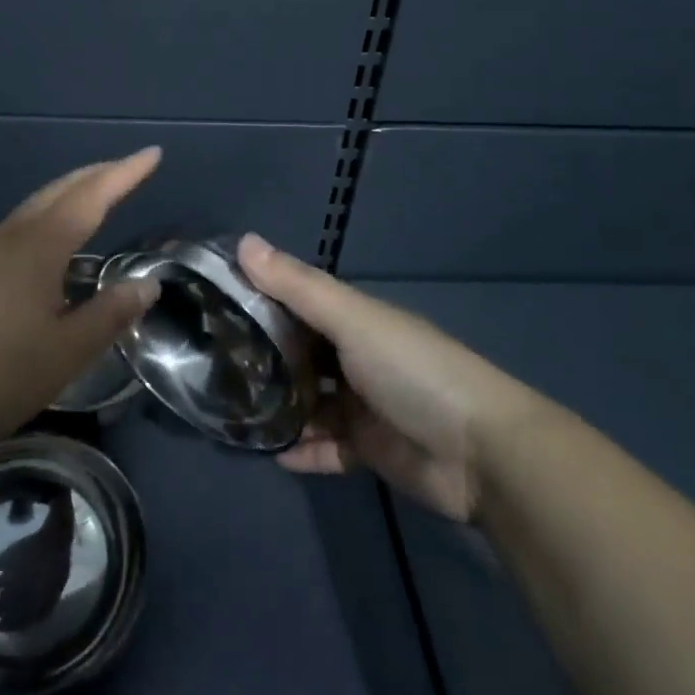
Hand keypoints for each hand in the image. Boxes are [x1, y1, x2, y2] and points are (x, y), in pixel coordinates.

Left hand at [0, 149, 163, 451]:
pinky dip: (50, 214)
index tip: (153, 153)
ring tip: (98, 194)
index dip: (125, 174)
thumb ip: (110, 313)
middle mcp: (11, 235)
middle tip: (131, 168)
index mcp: (39, 246)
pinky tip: (55, 240)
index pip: (91, 196)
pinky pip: (21, 224)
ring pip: (37, 204)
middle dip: (98, 174)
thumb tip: (147, 283)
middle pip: (60, 189)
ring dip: (71, 192)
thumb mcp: (67, 351)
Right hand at [238, 233, 541, 521]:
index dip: (259, 299)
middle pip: (299, 353)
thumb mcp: (352, 319)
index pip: (297, 302)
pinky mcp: (369, 449)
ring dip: (278, 407)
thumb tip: (242, 240)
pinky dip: (302, 450)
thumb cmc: (412, 370)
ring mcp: (362, 405)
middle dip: (262, 357)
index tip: (212, 303)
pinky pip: (325, 448)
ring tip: (231, 411)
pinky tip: (270, 452)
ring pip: (308, 402)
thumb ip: (297, 285)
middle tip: (212, 364)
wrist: (482, 453)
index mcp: (354, 320)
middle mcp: (355, 357)